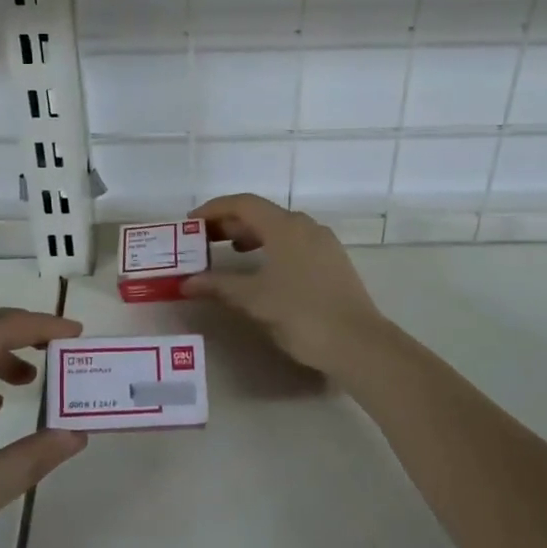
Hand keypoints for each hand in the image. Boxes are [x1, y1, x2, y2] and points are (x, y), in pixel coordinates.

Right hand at [185, 194, 394, 385]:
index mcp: (285, 226)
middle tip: (204, 239)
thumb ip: (219, 285)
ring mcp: (323, 243)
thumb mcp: (254, 299)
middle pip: (261, 213)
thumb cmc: (302, 314)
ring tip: (229, 250)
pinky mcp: (333, 261)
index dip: (214, 209)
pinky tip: (263, 269)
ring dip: (251, 235)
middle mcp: (305, 226)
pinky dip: (271, 247)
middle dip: (230, 223)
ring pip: (279, 228)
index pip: (243, 204)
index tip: (191, 224)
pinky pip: (294, 242)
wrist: (359, 343)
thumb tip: (187, 282)